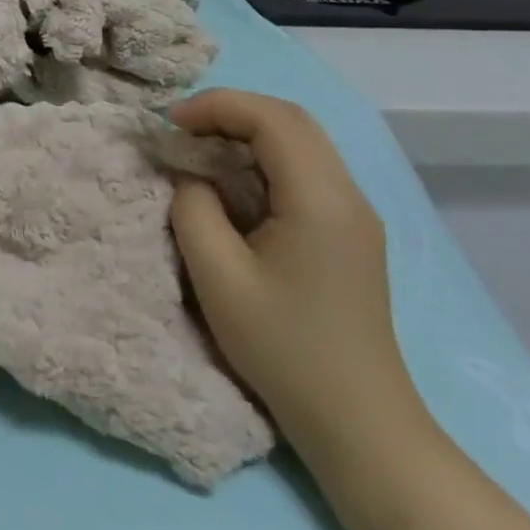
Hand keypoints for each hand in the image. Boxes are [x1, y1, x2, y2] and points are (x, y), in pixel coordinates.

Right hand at [167, 89, 424, 454]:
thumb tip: (191, 177)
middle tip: (182, 131)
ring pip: (301, 141)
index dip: (216, 106)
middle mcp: (348, 194)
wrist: (359, 423)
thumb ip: (193, 209)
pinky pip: (305, 170)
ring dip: (247, 132)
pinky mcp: (350, 232)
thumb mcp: (218, 278)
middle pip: (291, 120)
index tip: (169, 123)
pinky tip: (233, 183)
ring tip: (199, 150)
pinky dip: (263, 158)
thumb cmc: (284, 349)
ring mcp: (355, 213)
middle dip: (230, 111)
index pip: (272, 119)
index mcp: (321, 200)